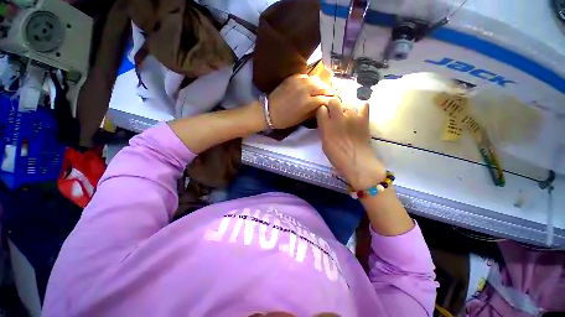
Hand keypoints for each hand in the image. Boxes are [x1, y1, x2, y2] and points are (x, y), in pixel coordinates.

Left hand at [268, 75, 334, 128]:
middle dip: (329, 92)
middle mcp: (305, 89)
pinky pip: (307, 77)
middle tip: (332, 96)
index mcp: (308, 102)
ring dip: (322, 85)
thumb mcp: (301, 119)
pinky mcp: (293, 77)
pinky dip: (312, 81)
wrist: (268, 111)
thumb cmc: (285, 119)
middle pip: (323, 87)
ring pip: (316, 80)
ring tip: (323, 90)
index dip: (332, 101)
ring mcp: (299, 81)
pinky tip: (312, 86)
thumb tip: (323, 106)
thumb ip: (314, 111)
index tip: (336, 103)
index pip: (326, 99)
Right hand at [316, 98, 385, 190]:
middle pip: (334, 101)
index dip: (322, 111)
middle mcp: (338, 119)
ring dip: (345, 108)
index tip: (324, 115)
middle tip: (334, 113)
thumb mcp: (324, 144)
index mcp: (326, 126)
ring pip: (348, 103)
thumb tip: (326, 122)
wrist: (357, 162)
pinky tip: (358, 114)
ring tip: (347, 115)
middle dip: (332, 105)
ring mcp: (353, 117)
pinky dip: (360, 108)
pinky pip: (363, 105)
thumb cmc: (337, 157)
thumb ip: (324, 130)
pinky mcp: (364, 119)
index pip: (321, 109)